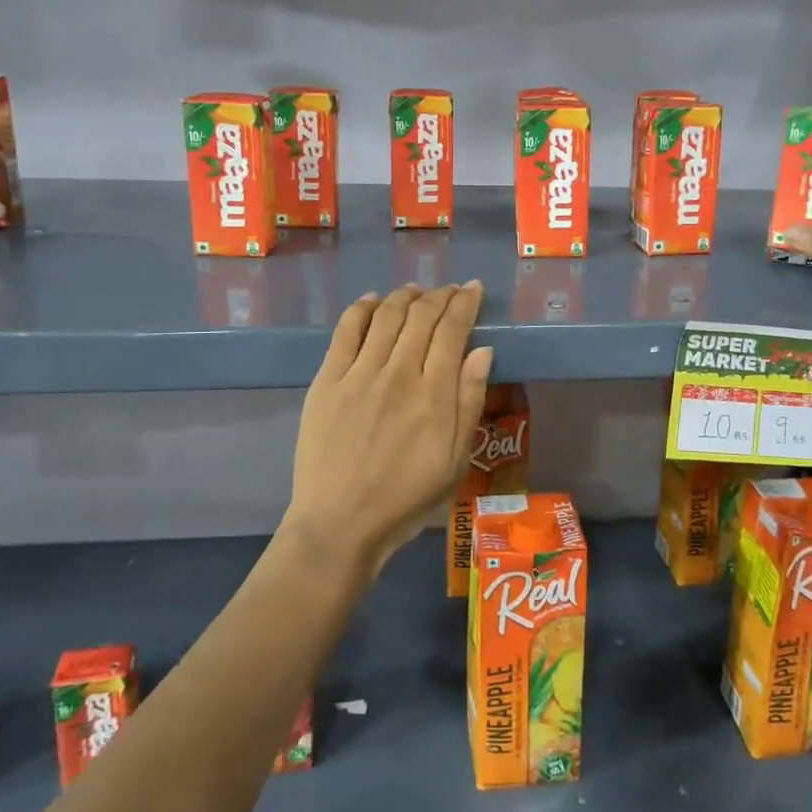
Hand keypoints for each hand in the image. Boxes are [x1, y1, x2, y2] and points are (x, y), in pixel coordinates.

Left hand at [285, 283, 492, 579]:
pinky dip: (362, 308)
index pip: (453, 330)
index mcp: (433, 394)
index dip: (465, 303)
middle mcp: (398, 373)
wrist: (340, 522)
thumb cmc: (406, 497)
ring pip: (386, 316)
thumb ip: (470, 401)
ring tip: (416, 290)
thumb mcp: (455, 459)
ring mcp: (359, 373)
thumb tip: (484, 350)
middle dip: (440, 295)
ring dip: (405, 296)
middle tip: (450, 289)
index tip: (474, 289)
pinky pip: (346, 331)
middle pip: (421, 316)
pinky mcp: (328, 380)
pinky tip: (373, 300)